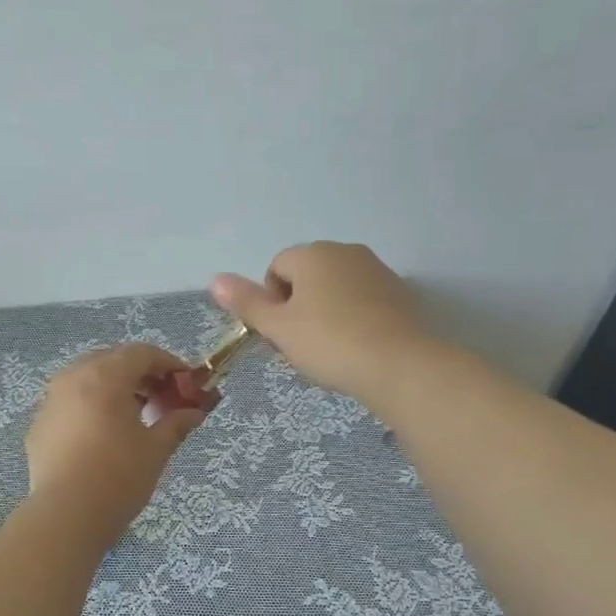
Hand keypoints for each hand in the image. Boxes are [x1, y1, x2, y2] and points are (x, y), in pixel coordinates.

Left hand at [25, 344, 206, 540]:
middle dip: (140, 373)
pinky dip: (91, 406)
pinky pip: (70, 402)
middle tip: (161, 397)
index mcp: (105, 376)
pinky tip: (102, 434)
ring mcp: (51, 400)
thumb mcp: (156, 449)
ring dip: (114, 387)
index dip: (169, 364)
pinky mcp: (39, 424)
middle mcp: (73, 377)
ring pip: (87, 378)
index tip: (186, 383)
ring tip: (133, 415)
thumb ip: (176, 423)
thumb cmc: (119, 477)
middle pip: (112, 360)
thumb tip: (194, 412)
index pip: (142, 353)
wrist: (66, 515)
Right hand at [212, 242, 427, 404]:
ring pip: (336, 288)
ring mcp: (377, 270)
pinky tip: (358, 346)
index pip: (276, 268)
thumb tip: (215, 279)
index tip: (280, 334)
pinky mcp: (400, 292)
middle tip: (301, 345)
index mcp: (313, 254)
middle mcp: (345, 251)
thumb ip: (247, 303)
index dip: (270, 302)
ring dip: (325, 312)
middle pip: (307, 276)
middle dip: (298, 306)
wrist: (399, 364)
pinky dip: (354, 317)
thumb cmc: (330, 343)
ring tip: (330, 349)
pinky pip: (363, 300)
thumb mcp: (279, 328)